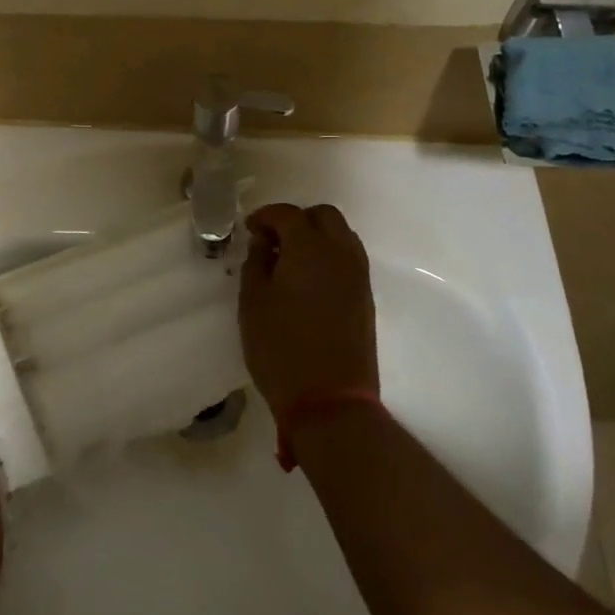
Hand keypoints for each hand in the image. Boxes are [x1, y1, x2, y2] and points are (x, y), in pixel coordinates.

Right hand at [238, 203, 378, 418]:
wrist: (330, 400)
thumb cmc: (281, 348)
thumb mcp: (253, 303)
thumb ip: (257, 263)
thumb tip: (265, 242)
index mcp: (309, 248)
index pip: (288, 214)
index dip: (265, 216)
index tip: (249, 229)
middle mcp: (340, 253)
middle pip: (323, 216)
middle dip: (297, 220)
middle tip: (272, 240)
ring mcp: (358, 276)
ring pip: (341, 235)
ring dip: (316, 236)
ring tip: (290, 260)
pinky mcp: (366, 298)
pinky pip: (349, 259)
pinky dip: (329, 256)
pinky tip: (308, 280)